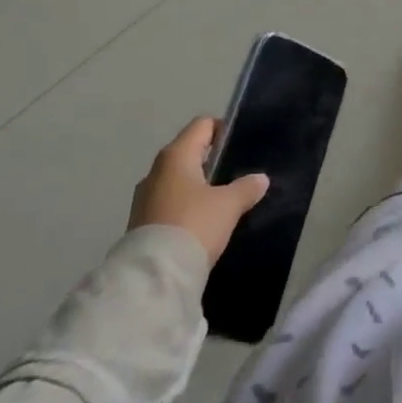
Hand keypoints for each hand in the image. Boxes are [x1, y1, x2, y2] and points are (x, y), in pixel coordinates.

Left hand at [128, 117, 268, 265]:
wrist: (154, 277)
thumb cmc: (194, 225)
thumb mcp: (228, 205)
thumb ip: (246, 187)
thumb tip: (261, 179)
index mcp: (176, 155)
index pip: (203, 125)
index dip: (224, 130)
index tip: (241, 147)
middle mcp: (156, 170)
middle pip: (189, 152)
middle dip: (211, 161)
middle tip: (236, 174)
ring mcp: (144, 197)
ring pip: (177, 179)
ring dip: (197, 186)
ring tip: (221, 201)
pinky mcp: (140, 223)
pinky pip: (168, 202)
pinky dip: (184, 206)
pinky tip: (201, 222)